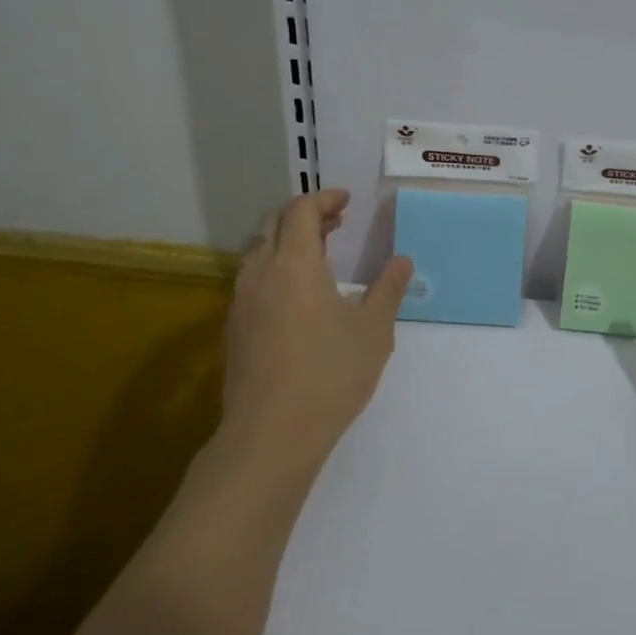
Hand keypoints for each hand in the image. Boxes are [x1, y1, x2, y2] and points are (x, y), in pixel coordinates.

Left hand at [221, 189, 412, 471]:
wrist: (270, 436)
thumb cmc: (329, 375)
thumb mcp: (373, 331)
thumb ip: (388, 290)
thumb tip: (402, 261)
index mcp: (295, 264)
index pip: (300, 210)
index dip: (323, 199)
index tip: (346, 202)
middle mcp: (261, 273)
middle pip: (273, 223)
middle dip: (304, 215)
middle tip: (335, 223)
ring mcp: (241, 301)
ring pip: (257, 251)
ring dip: (285, 241)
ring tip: (317, 255)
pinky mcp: (233, 328)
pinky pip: (251, 279)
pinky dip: (273, 268)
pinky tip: (296, 295)